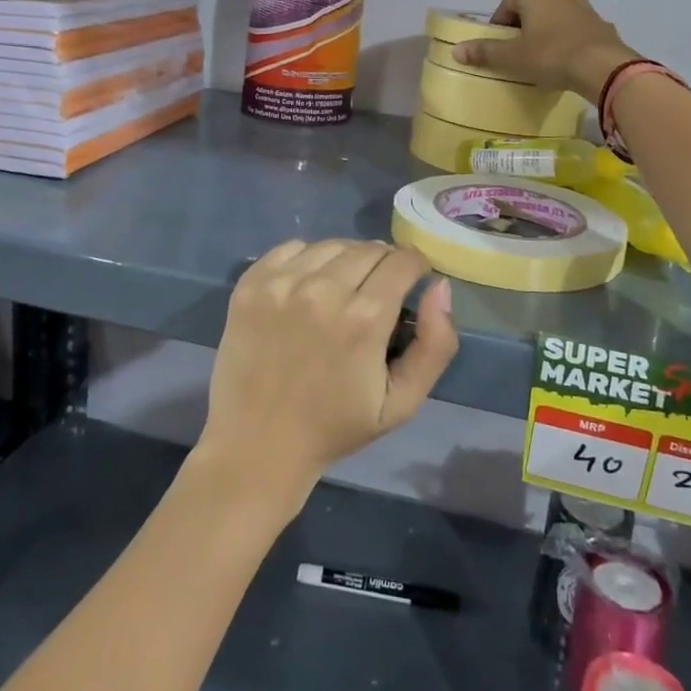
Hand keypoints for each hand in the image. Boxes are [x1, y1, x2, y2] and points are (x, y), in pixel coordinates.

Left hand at [196, 240, 457, 515]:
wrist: (257, 446)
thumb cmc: (335, 427)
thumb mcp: (402, 402)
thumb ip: (435, 344)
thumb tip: (439, 286)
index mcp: (364, 318)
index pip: (403, 261)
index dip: (414, 268)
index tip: (411, 284)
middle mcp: (322, 290)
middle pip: (369, 249)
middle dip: (383, 264)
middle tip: (377, 293)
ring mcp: (281, 284)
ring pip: (332, 244)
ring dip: (346, 259)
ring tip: (342, 289)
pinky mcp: (250, 284)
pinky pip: (291, 248)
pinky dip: (307, 259)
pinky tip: (307, 286)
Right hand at [452, 0, 638, 96]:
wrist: (602, 67)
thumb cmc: (550, 55)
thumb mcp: (512, 57)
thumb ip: (484, 52)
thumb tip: (456, 50)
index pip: (507, 4)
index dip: (498, 26)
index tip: (497, 48)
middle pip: (533, 8)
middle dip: (523, 27)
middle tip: (517, 52)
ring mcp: (585, 6)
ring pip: (556, 17)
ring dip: (546, 32)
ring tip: (541, 57)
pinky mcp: (602, 24)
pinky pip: (576, 30)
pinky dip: (567, 41)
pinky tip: (565, 61)